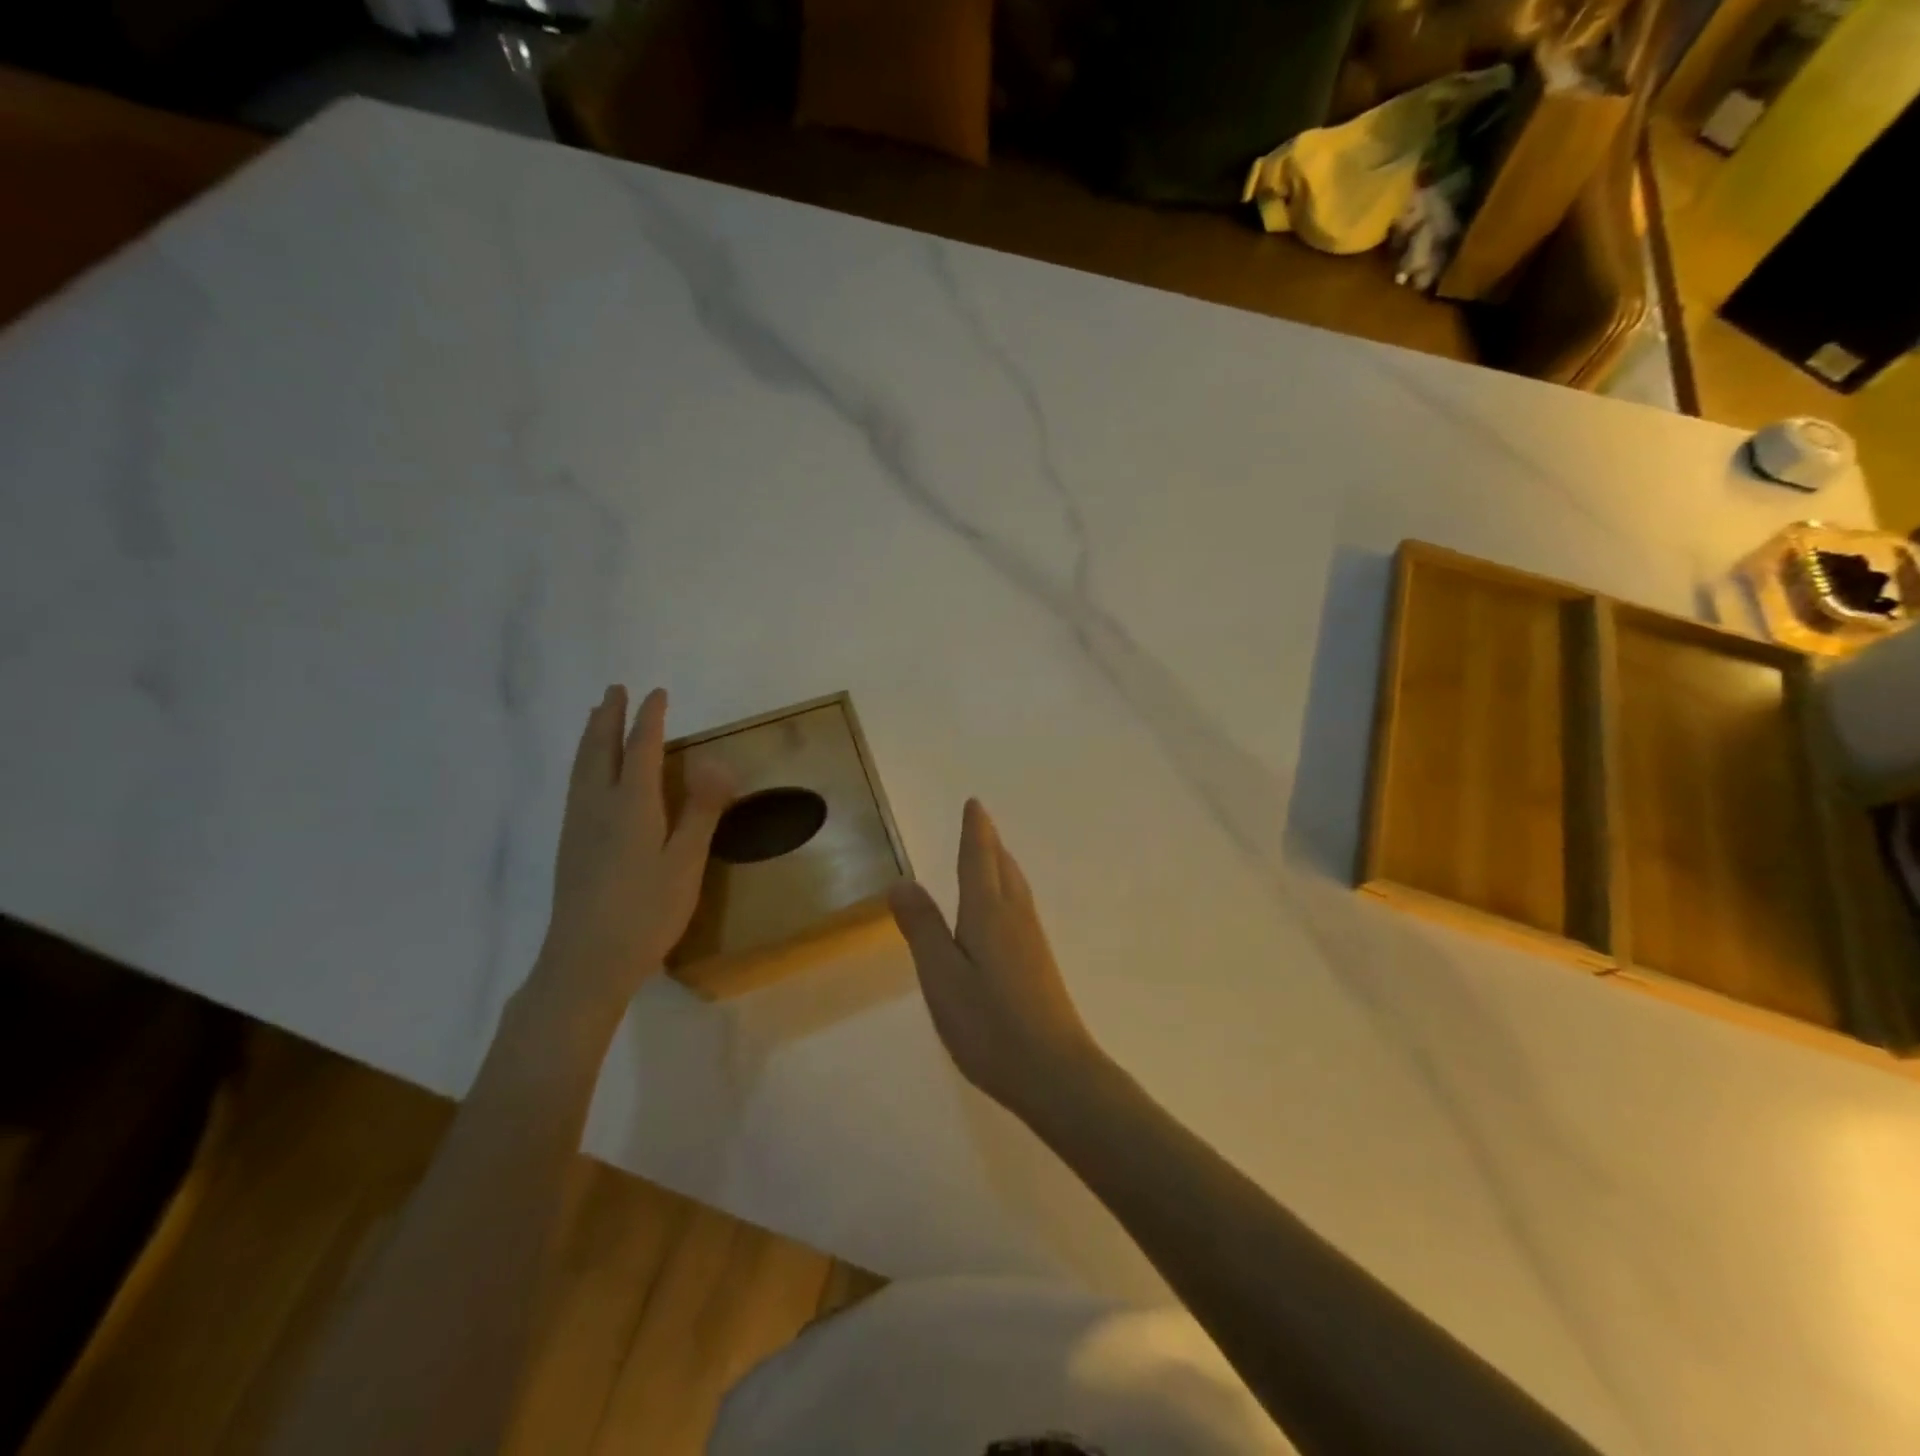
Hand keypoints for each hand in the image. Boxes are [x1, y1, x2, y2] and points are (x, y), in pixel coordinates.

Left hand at [531, 686, 732, 1029]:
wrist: (586, 961)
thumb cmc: (646, 912)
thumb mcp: (686, 863)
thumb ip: (701, 811)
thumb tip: (718, 761)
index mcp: (631, 805)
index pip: (641, 749)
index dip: (650, 719)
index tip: (657, 694)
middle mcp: (598, 806)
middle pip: (600, 749)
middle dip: (608, 717)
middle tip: (615, 690)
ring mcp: (578, 826)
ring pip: (582, 766)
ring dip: (591, 735)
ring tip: (596, 717)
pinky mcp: (569, 845)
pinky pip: (576, 784)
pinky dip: (584, 761)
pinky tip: (587, 774)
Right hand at [888, 799, 1097, 1115]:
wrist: (1055, 1072)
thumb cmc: (990, 1024)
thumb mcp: (941, 977)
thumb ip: (922, 927)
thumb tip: (903, 881)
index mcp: (988, 912)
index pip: (979, 859)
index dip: (976, 830)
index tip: (975, 804)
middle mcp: (1015, 917)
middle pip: (1003, 868)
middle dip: (990, 843)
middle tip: (980, 823)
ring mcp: (1032, 941)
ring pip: (1016, 888)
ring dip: (1002, 865)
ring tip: (993, 858)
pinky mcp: (1040, 964)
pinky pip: (1021, 909)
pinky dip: (1009, 891)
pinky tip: (1005, 913)